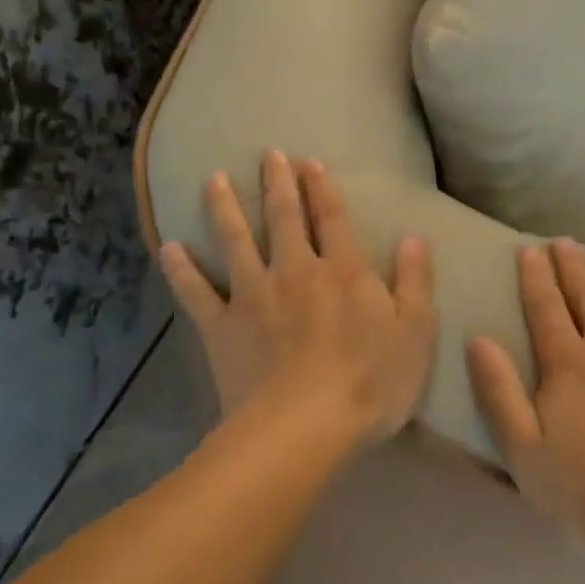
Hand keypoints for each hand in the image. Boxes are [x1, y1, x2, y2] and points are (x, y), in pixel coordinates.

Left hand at [159, 152, 435, 442]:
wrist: (302, 429)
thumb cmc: (369, 382)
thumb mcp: (414, 332)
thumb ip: (415, 281)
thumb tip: (415, 237)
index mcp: (343, 270)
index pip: (332, 218)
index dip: (322, 188)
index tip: (309, 162)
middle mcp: (296, 271)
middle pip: (284, 218)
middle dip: (277, 184)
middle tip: (268, 154)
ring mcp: (254, 296)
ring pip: (237, 242)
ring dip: (226, 208)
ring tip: (214, 179)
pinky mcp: (221, 327)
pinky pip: (197, 293)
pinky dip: (182, 270)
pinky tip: (170, 248)